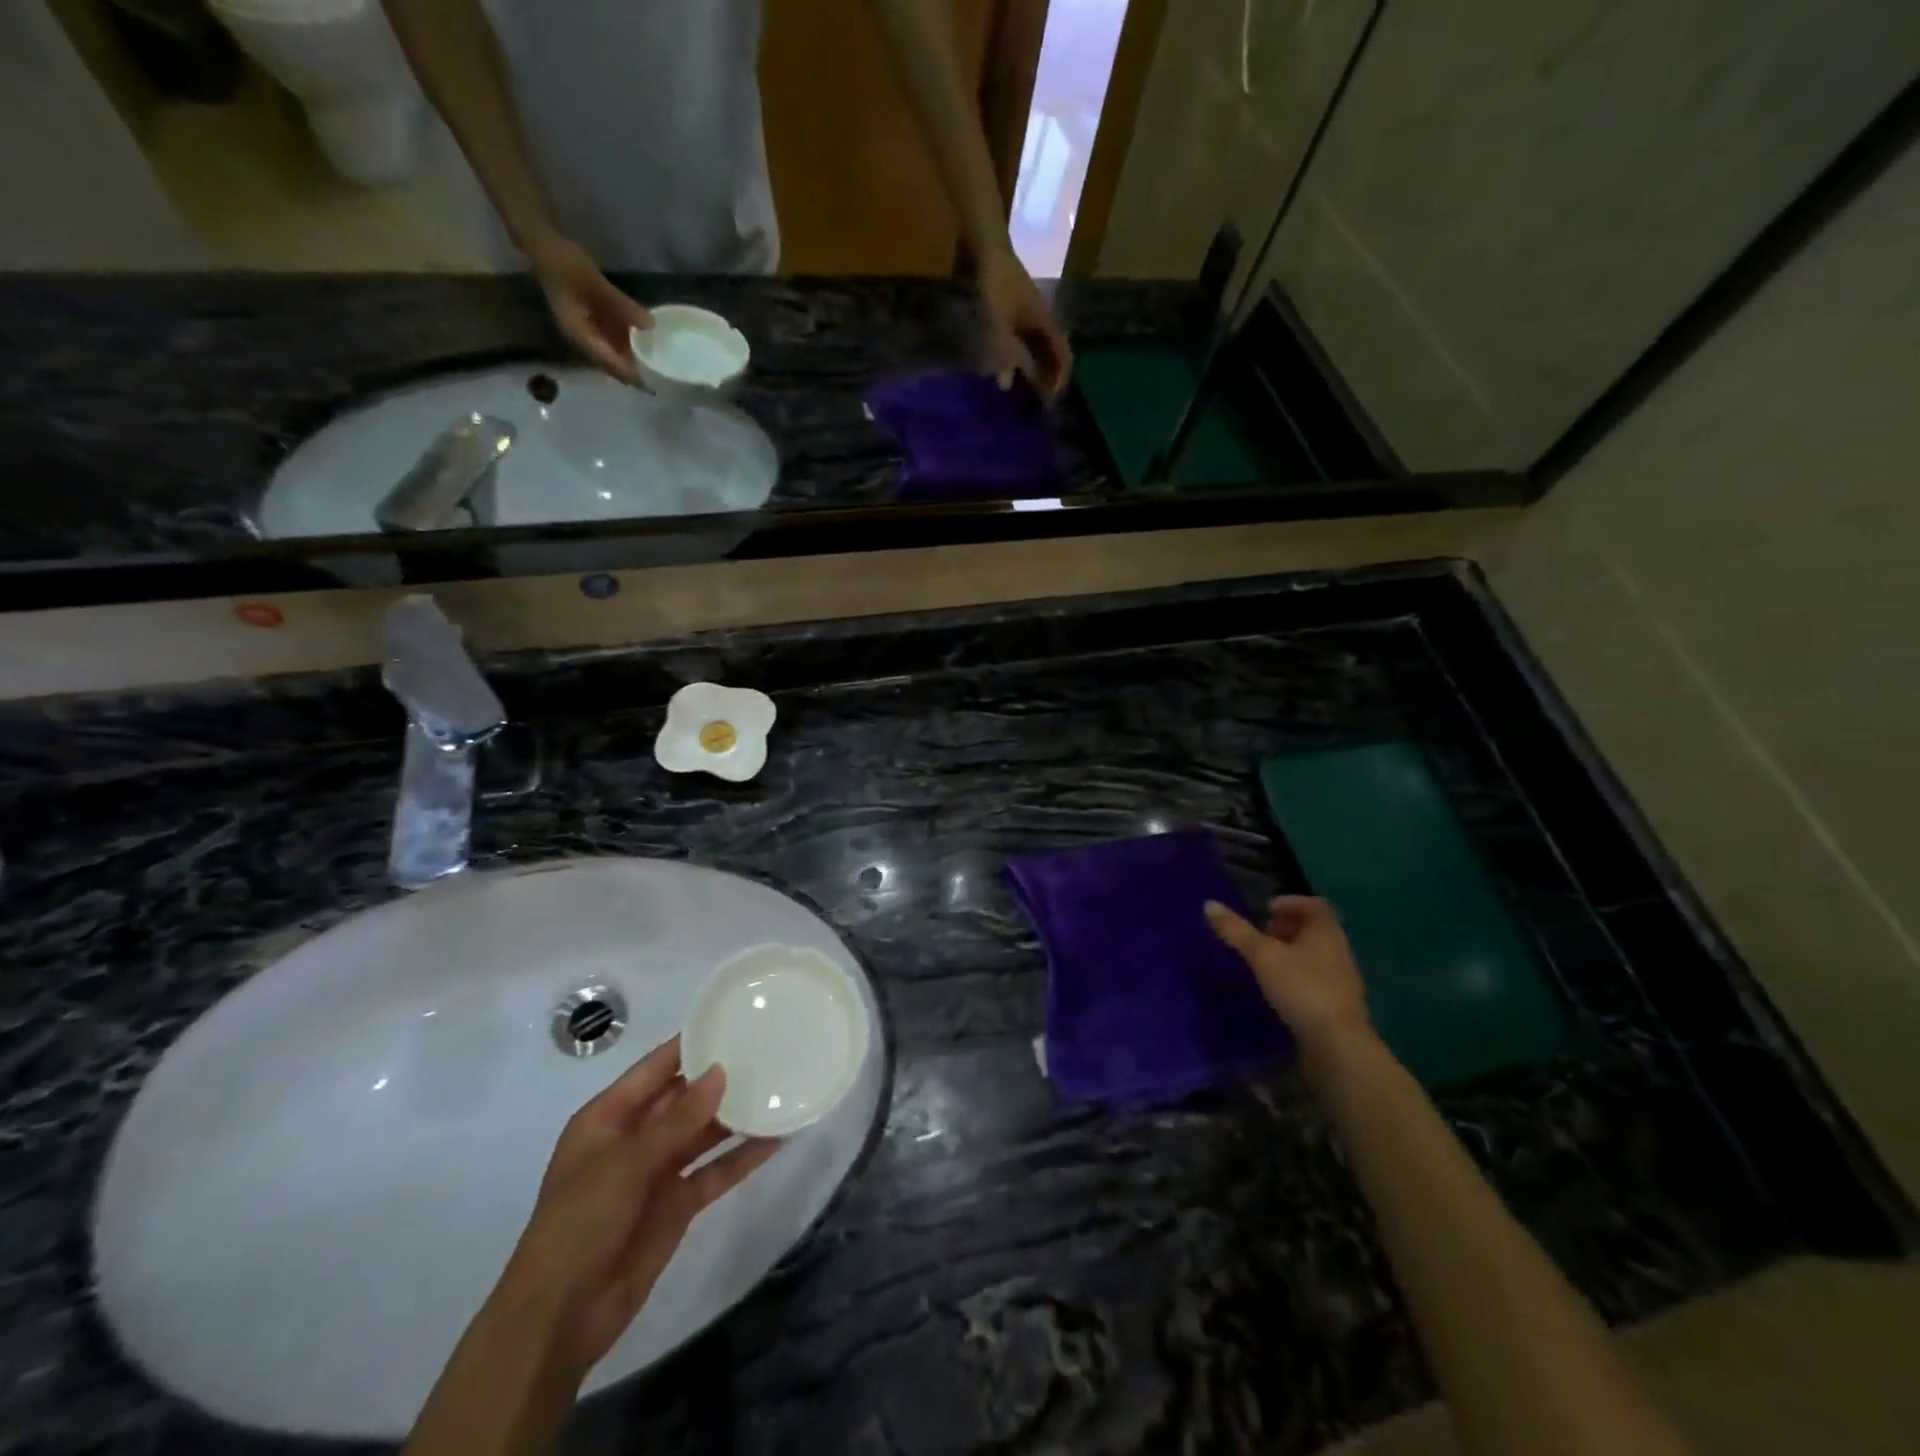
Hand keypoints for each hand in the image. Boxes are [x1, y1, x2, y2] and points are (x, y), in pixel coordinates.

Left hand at [404, 1039, 774, 1455]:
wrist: (559, 1319)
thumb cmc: (579, 1224)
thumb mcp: (625, 1164)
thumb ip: (678, 1120)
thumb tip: (721, 1072)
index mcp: (608, 1118)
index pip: (655, 1068)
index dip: (689, 1044)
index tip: (731, 1019)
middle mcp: (635, 1138)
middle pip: (684, 1097)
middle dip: (720, 1077)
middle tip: (768, 1048)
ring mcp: (658, 1172)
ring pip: (704, 1133)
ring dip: (737, 1115)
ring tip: (781, 1087)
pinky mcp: (678, 1205)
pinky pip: (715, 1171)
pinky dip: (743, 1157)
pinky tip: (777, 1139)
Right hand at [527, 235, 652, 384]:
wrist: (543, 243)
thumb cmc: (565, 263)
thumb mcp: (595, 284)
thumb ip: (622, 306)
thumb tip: (651, 326)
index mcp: (580, 337)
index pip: (612, 365)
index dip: (633, 376)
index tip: (656, 383)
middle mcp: (583, 339)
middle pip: (613, 364)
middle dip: (636, 371)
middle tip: (664, 376)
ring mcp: (586, 330)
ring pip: (614, 353)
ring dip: (633, 358)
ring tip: (660, 363)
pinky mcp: (590, 320)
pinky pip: (612, 338)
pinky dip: (628, 342)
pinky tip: (647, 341)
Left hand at [977, 246, 1073, 401]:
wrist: (991, 252)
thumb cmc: (998, 286)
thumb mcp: (998, 323)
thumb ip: (1004, 354)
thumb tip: (1007, 385)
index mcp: (1047, 325)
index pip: (1063, 359)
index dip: (1059, 382)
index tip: (1049, 403)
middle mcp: (1045, 323)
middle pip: (1054, 358)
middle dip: (1048, 381)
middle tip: (1038, 404)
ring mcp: (1033, 319)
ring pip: (1041, 352)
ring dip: (1037, 372)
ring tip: (1026, 392)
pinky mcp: (1021, 316)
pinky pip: (1028, 345)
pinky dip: (1024, 361)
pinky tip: (1009, 371)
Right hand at [1205, 896, 1372, 1067]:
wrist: (1337, 1045)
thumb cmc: (1301, 988)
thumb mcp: (1262, 956)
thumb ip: (1236, 931)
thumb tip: (1209, 904)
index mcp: (1326, 932)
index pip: (1314, 905)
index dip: (1290, 903)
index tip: (1266, 911)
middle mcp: (1339, 951)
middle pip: (1314, 930)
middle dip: (1286, 929)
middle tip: (1260, 936)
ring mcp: (1343, 981)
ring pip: (1315, 956)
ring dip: (1290, 954)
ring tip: (1263, 964)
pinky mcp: (1338, 1006)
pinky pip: (1316, 980)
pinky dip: (1296, 977)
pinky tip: (1277, 991)